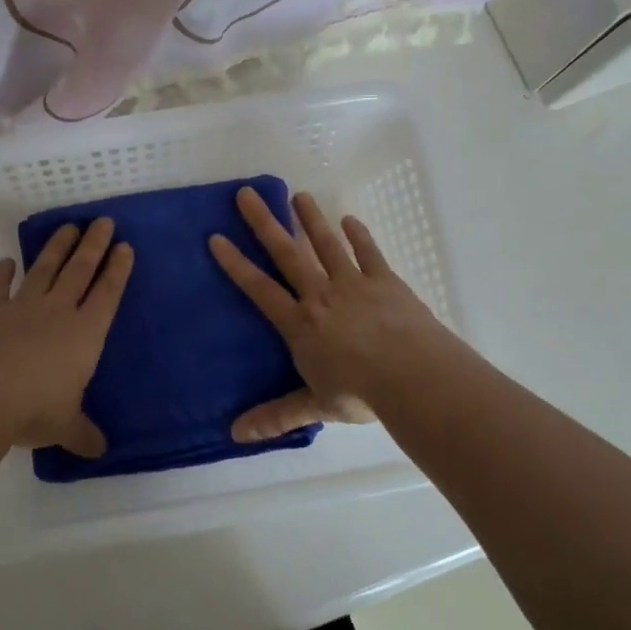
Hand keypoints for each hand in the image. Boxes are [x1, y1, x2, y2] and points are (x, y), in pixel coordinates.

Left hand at [0, 217, 133, 454]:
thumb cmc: (35, 408)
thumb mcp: (65, 426)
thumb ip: (83, 434)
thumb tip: (100, 452)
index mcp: (85, 335)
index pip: (107, 295)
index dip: (118, 270)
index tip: (125, 246)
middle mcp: (58, 312)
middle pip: (80, 270)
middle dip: (94, 245)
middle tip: (103, 221)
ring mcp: (22, 307)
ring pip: (44, 269)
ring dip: (57, 247)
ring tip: (68, 227)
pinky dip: (1, 273)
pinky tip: (5, 262)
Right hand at [210, 188, 450, 440]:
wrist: (413, 376)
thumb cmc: (361, 393)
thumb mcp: (316, 406)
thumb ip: (277, 416)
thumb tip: (235, 435)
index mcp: (301, 324)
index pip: (260, 289)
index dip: (237, 264)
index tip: (217, 237)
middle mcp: (321, 296)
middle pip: (288, 254)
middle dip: (265, 224)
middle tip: (246, 194)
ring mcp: (354, 284)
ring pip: (327, 245)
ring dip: (311, 219)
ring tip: (298, 195)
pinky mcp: (386, 282)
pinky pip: (369, 254)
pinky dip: (358, 236)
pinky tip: (349, 220)